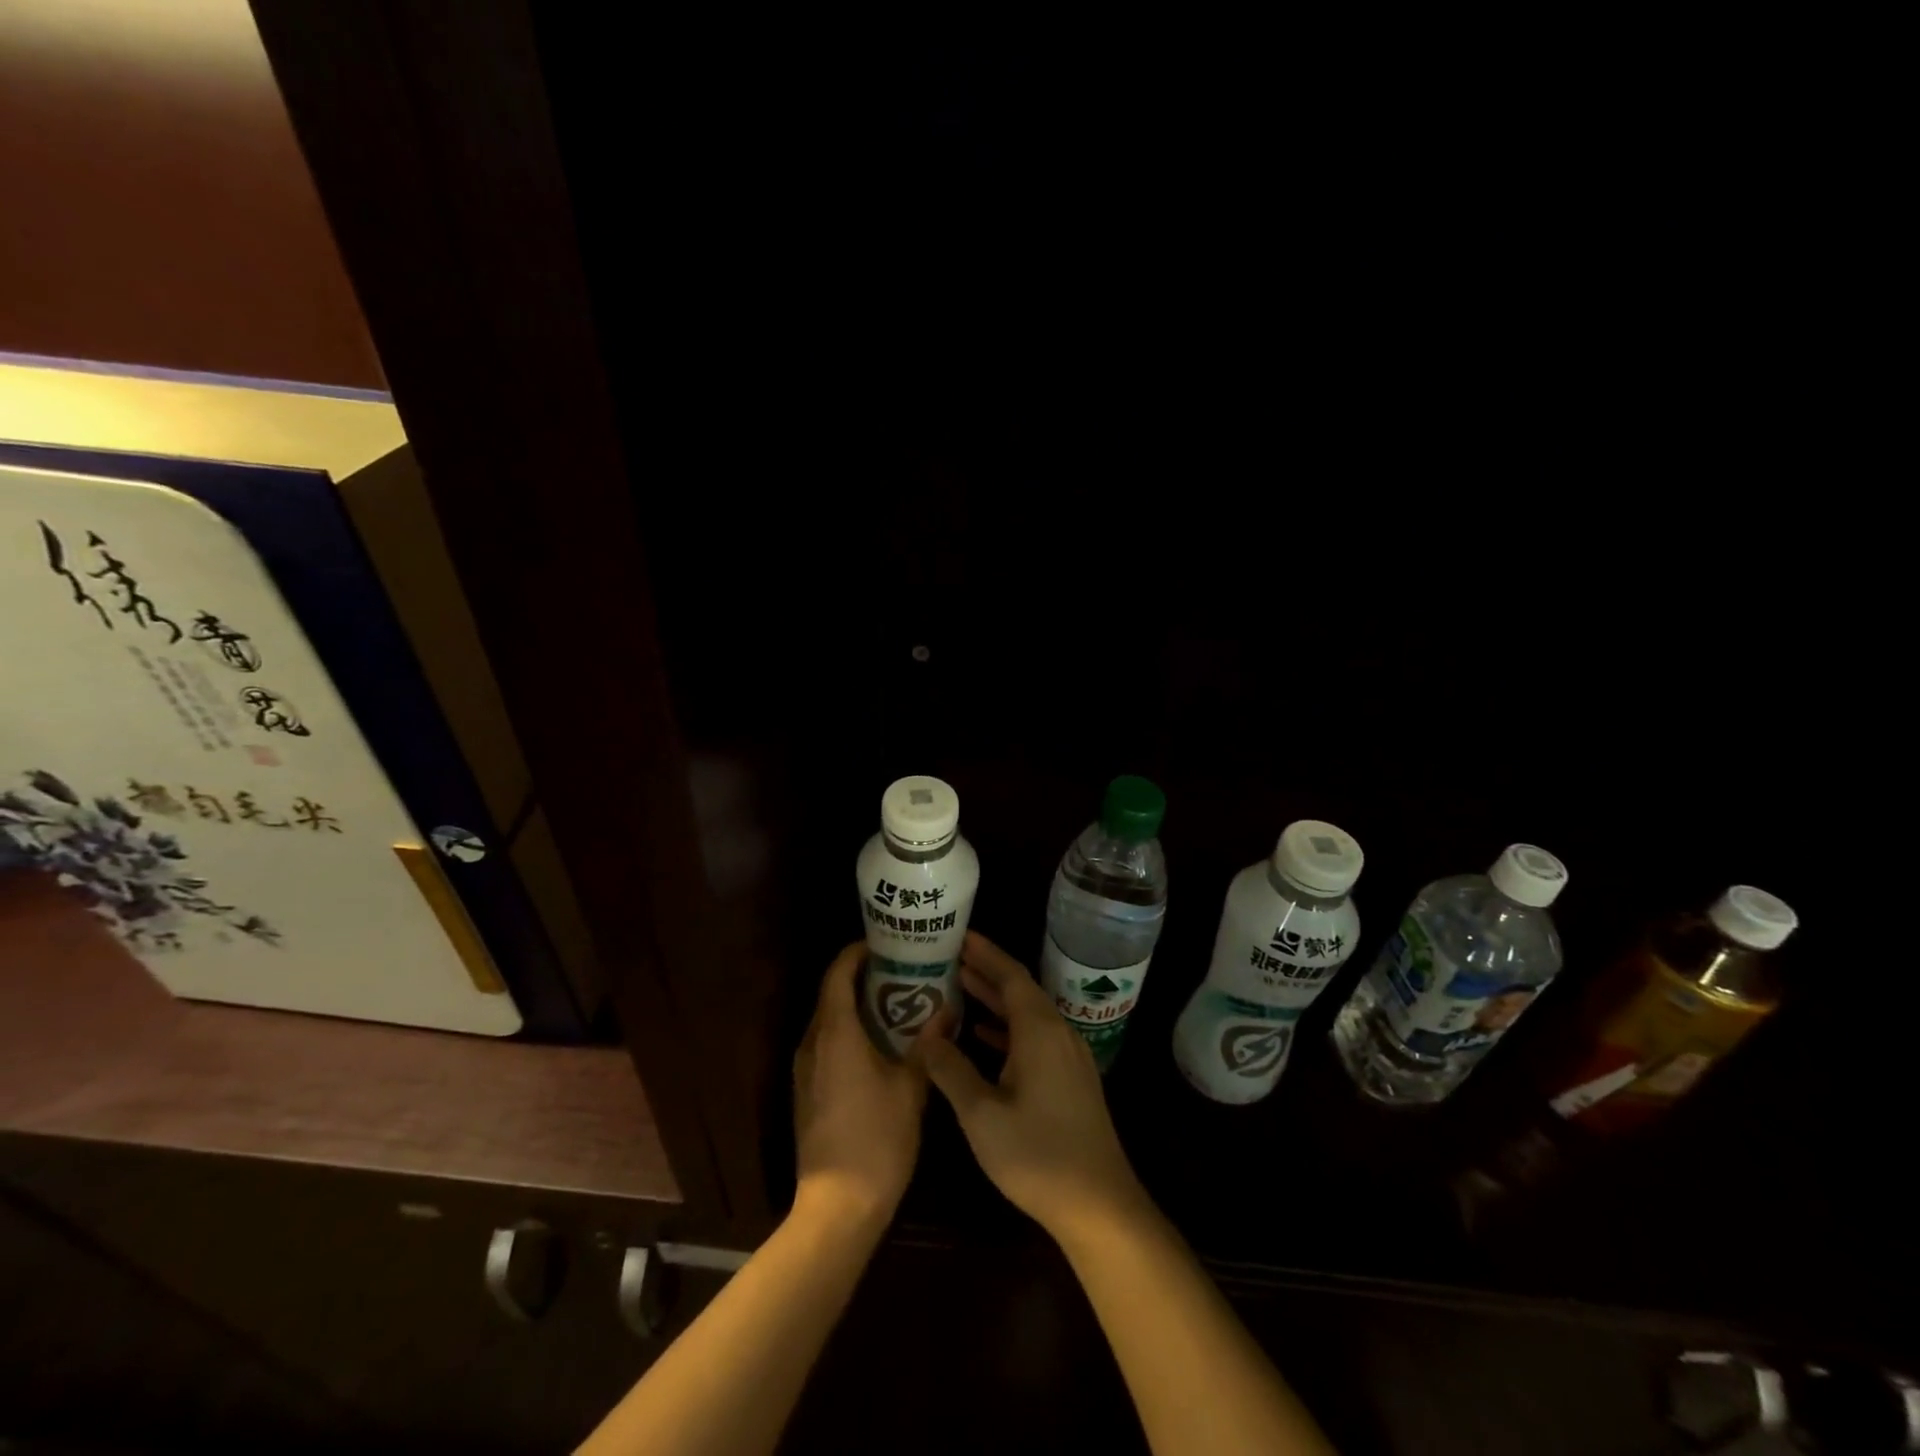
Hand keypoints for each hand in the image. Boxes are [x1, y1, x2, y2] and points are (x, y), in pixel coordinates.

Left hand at [792, 941, 928, 1222]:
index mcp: (835, 1033)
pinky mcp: (806, 1092)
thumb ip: (928, 1044)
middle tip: (900, 970)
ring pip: (828, 1021)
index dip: (856, 953)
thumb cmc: (877, 1139)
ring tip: (895, 1002)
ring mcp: (805, 1070)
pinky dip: (849, 1032)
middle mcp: (812, 1043)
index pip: (837, 974)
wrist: (837, 1207)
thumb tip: (947, 1009)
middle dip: (861, 977)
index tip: (883, 944)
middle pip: (831, 994)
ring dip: (855, 1006)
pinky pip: (826, 1045)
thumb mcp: (912, 1088)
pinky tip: (879, 1044)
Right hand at [919, 932, 1150, 1242]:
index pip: (1010, 975)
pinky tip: (985, 1036)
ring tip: (960, 986)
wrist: (1099, 1205)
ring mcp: (1069, 1055)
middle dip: (986, 971)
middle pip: (1020, 989)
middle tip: (950, 955)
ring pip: (1028, 1013)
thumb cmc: (1037, 1155)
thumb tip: (924, 1034)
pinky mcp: (1071, 1078)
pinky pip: (1036, 1036)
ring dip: (996, 999)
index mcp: (1039, 1030)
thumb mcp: (981, 1114)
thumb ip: (950, 1069)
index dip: (984, 952)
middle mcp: (1058, 1032)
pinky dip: (1009, 1028)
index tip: (958, 935)